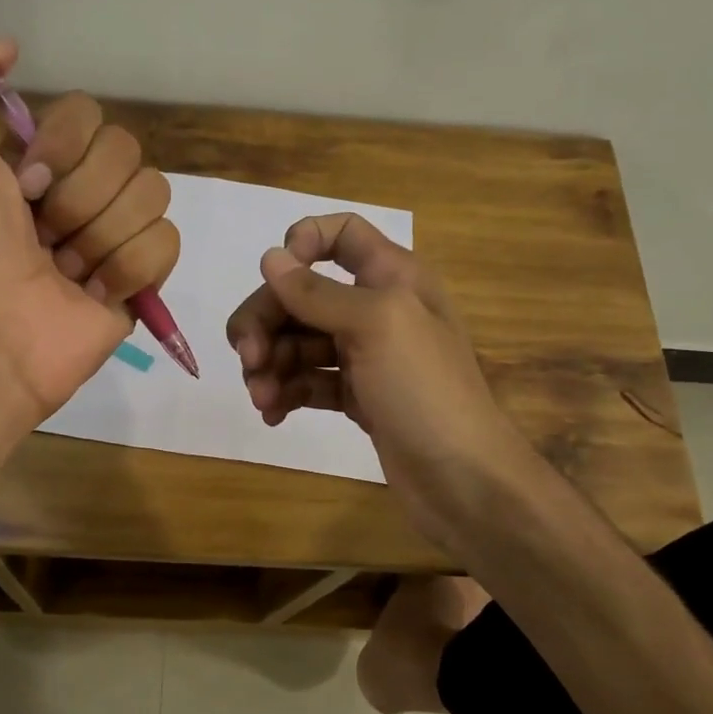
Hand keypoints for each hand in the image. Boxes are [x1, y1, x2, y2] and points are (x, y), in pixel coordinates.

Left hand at [0, 37, 179, 425]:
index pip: (90, 114)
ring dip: (101, 235)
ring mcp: (116, 236)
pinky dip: (127, 268)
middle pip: (127, 152)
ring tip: (65, 270)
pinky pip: (167, 242)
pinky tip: (93, 293)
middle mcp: (82, 193)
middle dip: (80, 196)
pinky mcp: (143, 279)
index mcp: (42, 162)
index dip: (63, 144)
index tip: (26, 183)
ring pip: (153, 194)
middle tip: (44, 235)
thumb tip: (8, 46)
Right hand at [225, 214, 527, 554]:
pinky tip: (272, 413)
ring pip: (298, 341)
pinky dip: (286, 392)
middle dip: (267, 321)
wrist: (463, 479)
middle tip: (249, 359)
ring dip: (271, 364)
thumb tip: (271, 258)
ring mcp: (365, 356)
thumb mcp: (375, 325)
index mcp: (392, 276)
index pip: (341, 234)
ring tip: (262, 398)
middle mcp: (376, 309)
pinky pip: (308, 381)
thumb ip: (318, 292)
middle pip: (303, 294)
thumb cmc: (425, 389)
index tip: (276, 277)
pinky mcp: (356, 397)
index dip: (303, 243)